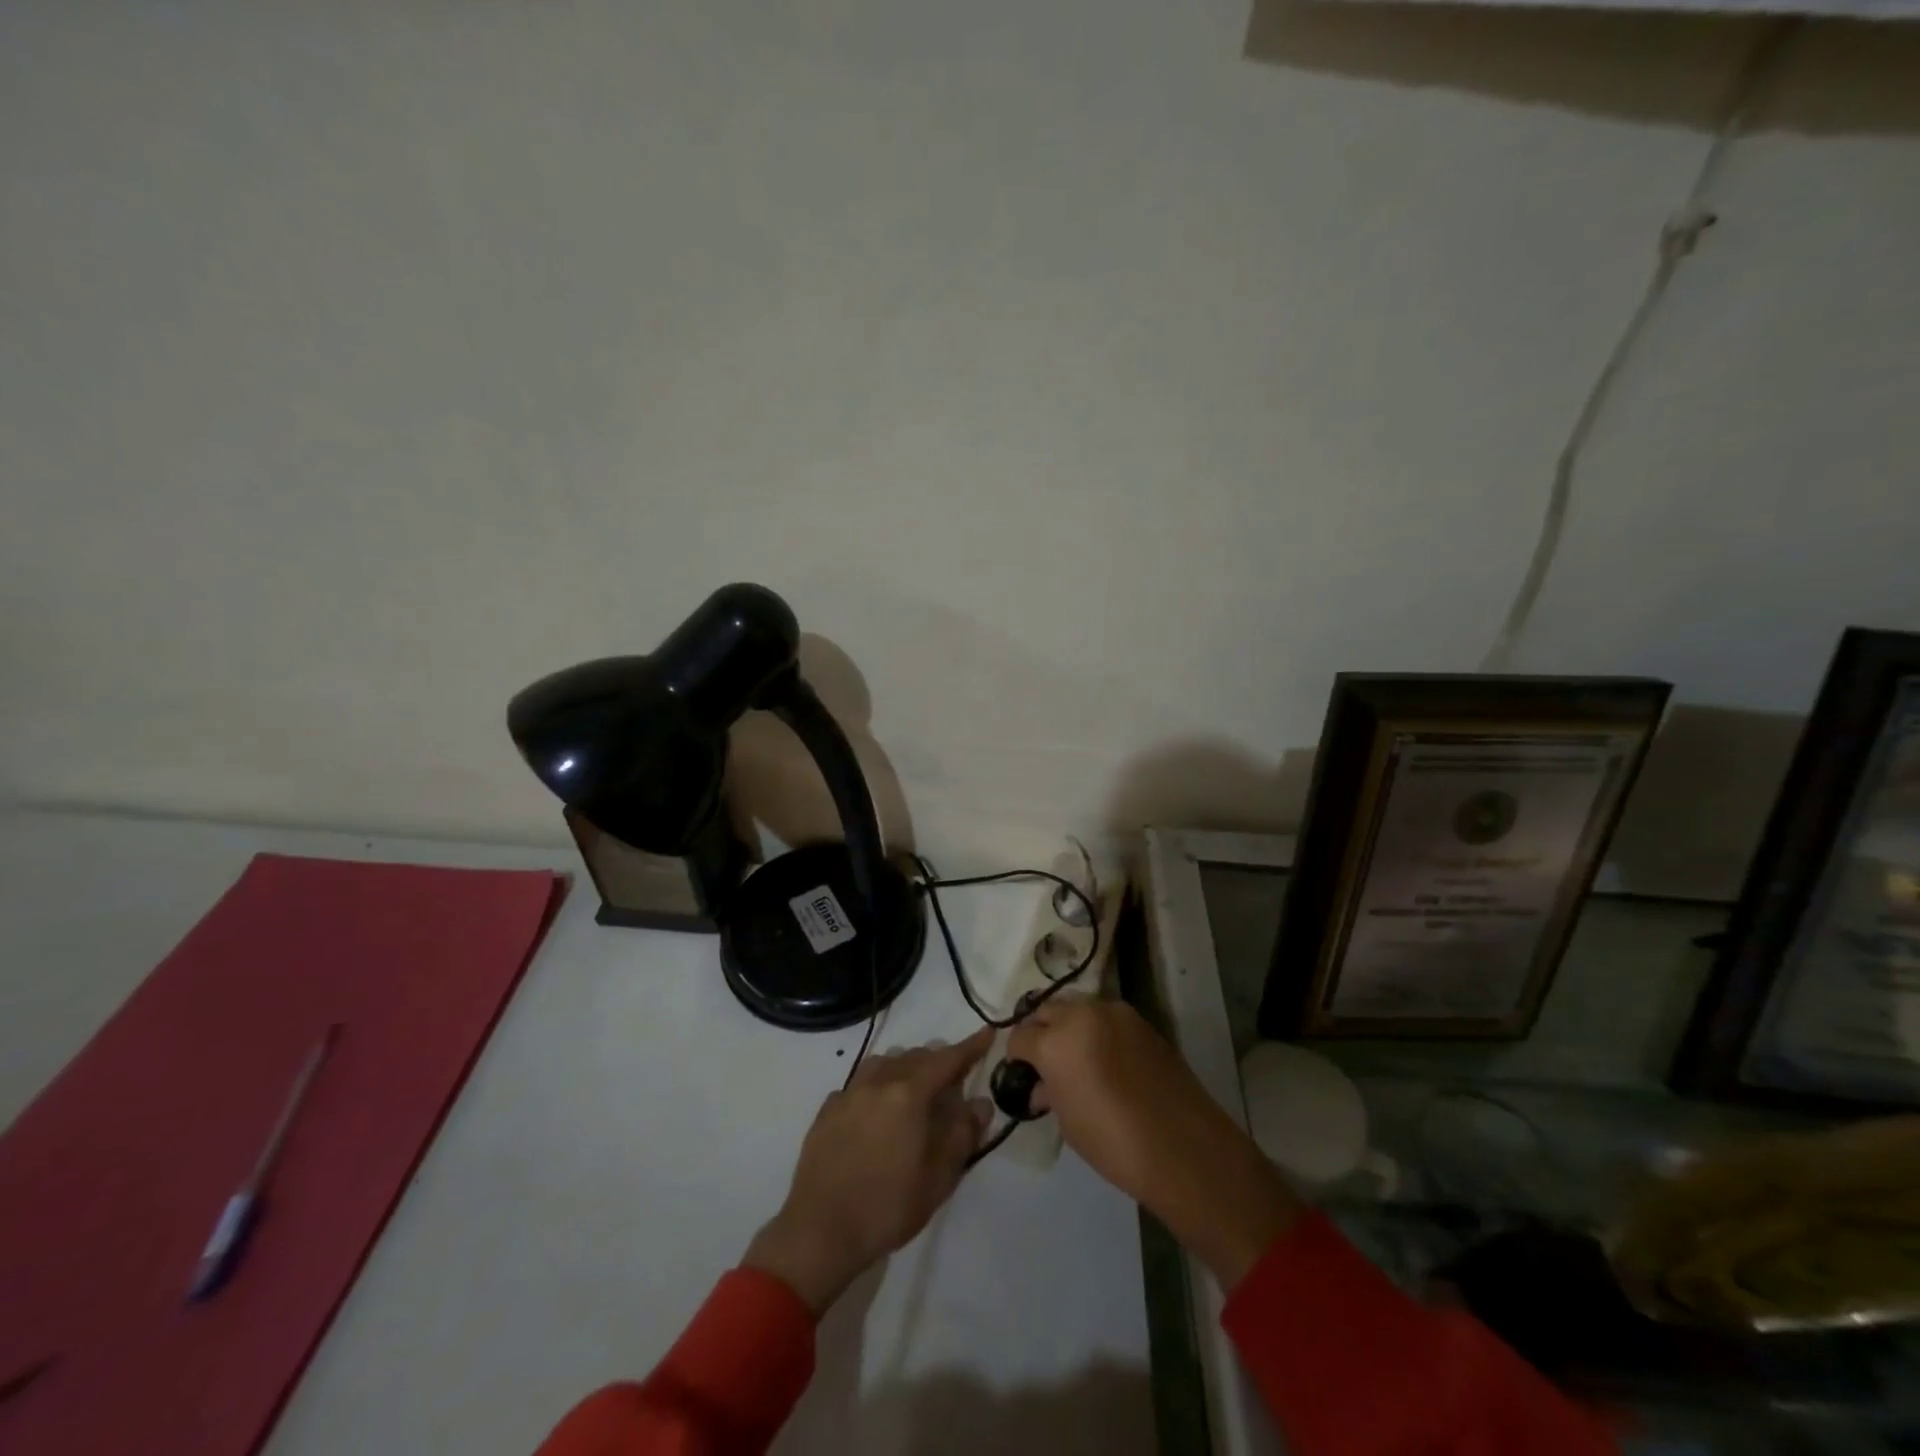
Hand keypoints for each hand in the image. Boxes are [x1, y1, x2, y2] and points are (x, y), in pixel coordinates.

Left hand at [743, 1029, 993, 1315]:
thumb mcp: (938, 1178)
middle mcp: (878, 1082)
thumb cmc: (887, 1206)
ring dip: (905, 1067)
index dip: (970, 1047)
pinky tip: (877, 1109)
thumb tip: (980, 1103)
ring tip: (916, 1088)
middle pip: (915, 1057)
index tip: (987, 1033)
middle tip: (954, 1077)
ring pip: (884, 1063)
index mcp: (909, 1094)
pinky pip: (859, 1083)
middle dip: (939, 1061)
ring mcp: (849, 1093)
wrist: (820, 1231)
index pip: (947, 1060)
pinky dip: (876, 1086)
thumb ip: (962, 1135)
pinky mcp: (827, 1110)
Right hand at [1008, 1000, 1299, 1286]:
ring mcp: (1115, 1013)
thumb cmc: (1114, 1144)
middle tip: (1045, 1063)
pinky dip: (1097, 1031)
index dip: (1016, 1056)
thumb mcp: (1069, 1122)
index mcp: (1055, 1041)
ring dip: (1069, 1027)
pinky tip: (1106, 1059)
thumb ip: (1050, 1092)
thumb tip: (1043, 1085)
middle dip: (1040, 1032)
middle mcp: (1082, 1015)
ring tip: (1076, 1059)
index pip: (1020, 1037)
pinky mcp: (1141, 1020)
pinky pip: (1106, 1017)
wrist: (1183, 1147)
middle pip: (1046, 1011)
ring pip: (1077, 1008)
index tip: (1021, 1073)